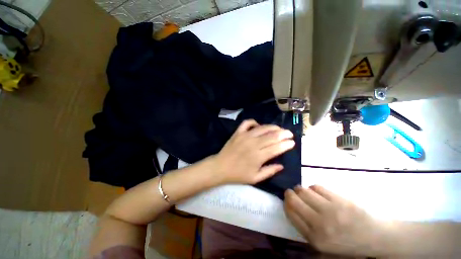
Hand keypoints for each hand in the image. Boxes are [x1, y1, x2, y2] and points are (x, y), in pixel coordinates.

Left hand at [213, 119, 294, 184]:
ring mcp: (245, 136)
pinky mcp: (238, 132)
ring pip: (262, 128)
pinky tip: (258, 125)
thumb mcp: (255, 178)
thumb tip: (282, 165)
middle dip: (284, 133)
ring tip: (279, 129)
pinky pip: (247, 123)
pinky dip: (254, 122)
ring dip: (273, 127)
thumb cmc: (238, 174)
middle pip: (272, 136)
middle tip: (289, 134)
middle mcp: (253, 144)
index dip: (286, 144)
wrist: (221, 167)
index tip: (292, 142)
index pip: (277, 148)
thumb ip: (269, 171)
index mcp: (259, 156)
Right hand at [284, 185, 389, 256]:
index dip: (285, 203)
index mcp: (315, 238)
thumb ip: (305, 229)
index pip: (290, 213)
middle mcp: (320, 224)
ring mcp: (330, 210)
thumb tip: (291, 208)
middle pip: (294, 200)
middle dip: (290, 193)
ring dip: (301, 190)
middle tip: (292, 193)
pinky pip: (317, 187)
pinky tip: (318, 193)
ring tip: (306, 193)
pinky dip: (314, 188)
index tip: (287, 200)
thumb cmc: (348, 243)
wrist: (376, 237)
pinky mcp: (339, 199)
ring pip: (304, 191)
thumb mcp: (324, 245)